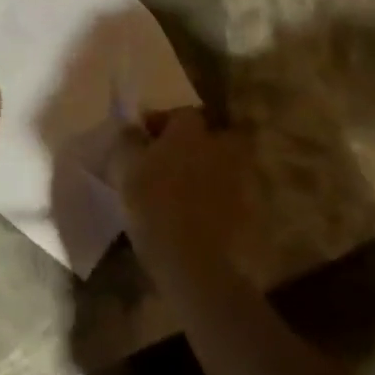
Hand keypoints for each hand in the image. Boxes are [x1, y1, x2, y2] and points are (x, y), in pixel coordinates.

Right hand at [111, 108, 248, 254]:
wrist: (193, 260)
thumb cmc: (153, 205)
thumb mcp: (125, 167)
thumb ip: (129, 141)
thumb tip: (133, 128)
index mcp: (190, 132)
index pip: (182, 113)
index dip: (163, 122)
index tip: (145, 138)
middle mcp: (220, 147)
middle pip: (216, 134)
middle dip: (199, 141)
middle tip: (176, 157)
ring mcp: (239, 179)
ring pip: (226, 163)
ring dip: (210, 169)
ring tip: (187, 187)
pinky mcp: (249, 211)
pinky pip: (232, 193)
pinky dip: (219, 197)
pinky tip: (199, 212)